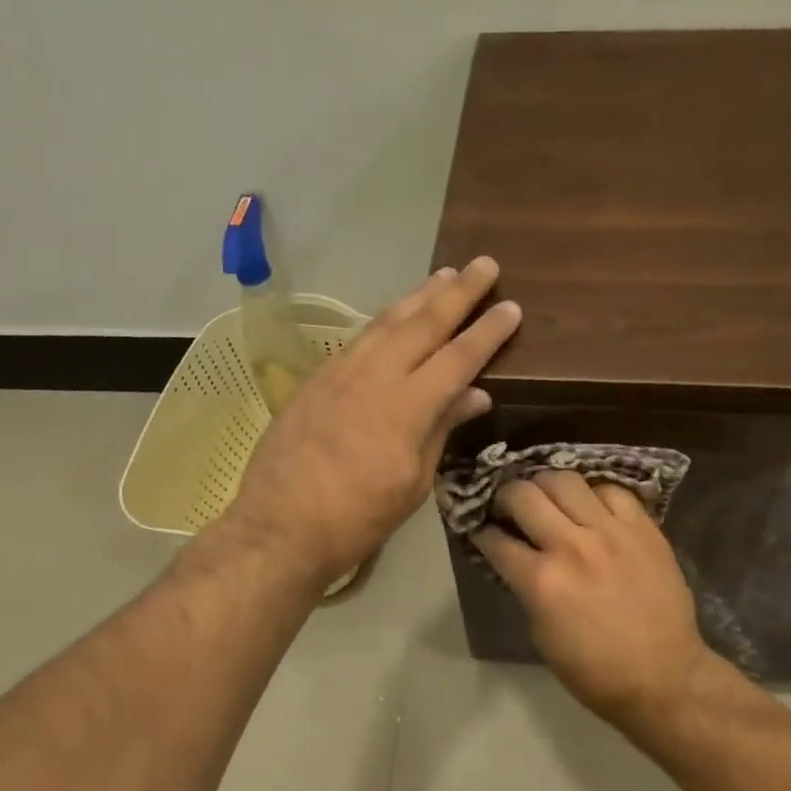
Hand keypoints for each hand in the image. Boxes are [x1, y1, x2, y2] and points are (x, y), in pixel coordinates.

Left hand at [226, 256, 520, 582]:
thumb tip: (475, 395)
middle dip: (458, 292)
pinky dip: (386, 319)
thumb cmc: (357, 518)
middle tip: (484, 264)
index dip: (487, 332)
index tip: (511, 307)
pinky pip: (360, 337)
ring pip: (387, 321)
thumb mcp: (413, 484)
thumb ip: (442, 430)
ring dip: (419, 295)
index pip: (458, 357)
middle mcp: (374, 375)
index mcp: (406, 407)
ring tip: (444, 274)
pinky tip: (396, 314)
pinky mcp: (317, 378)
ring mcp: (341, 372)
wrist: (280, 527)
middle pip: (423, 323)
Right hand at [475, 472, 716, 731]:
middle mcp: (572, 546)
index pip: (495, 539)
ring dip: (546, 485)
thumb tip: (517, 561)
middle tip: (509, 506)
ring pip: (566, 480)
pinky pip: (612, 490)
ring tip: (547, 496)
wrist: (664, 676)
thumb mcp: (541, 635)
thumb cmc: (594, 670)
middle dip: (506, 496)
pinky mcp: (644, 528)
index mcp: (542, 581)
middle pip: (524, 494)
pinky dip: (594, 494)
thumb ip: (527, 589)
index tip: (482, 529)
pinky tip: (591, 506)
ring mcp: (612, 532)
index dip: (481, 532)